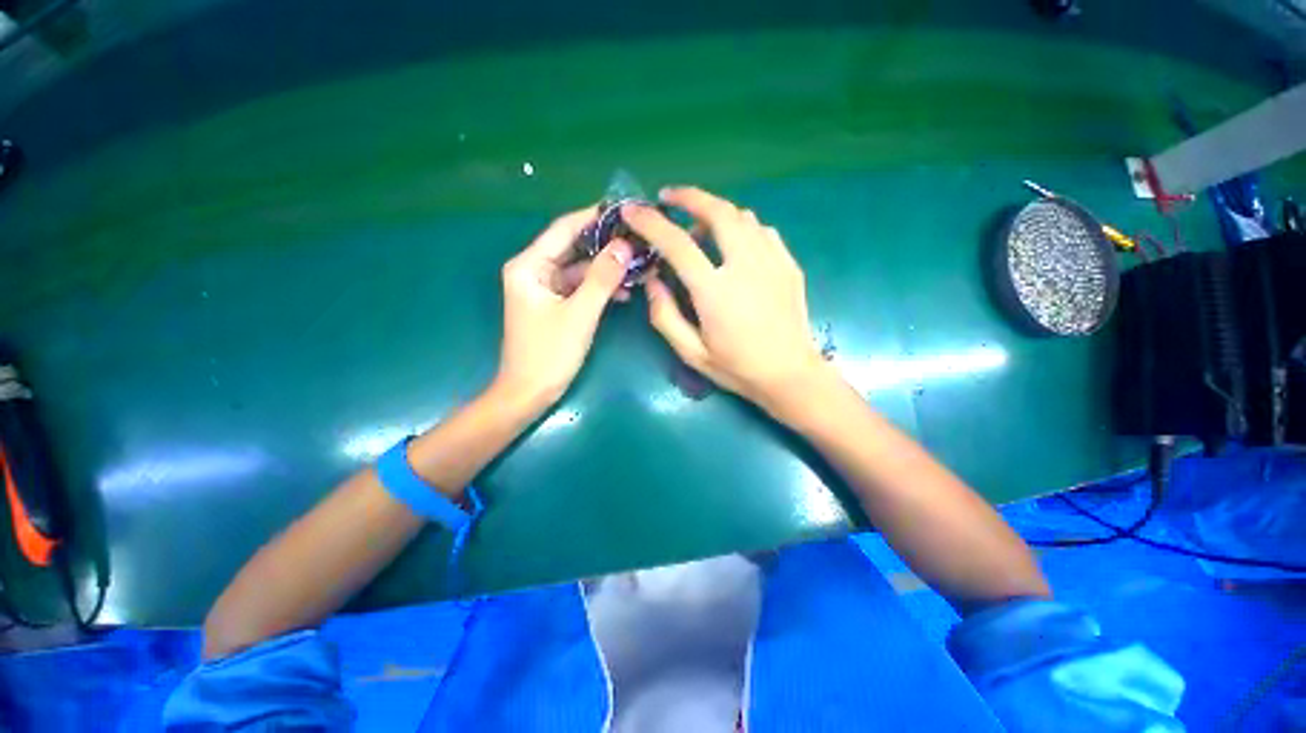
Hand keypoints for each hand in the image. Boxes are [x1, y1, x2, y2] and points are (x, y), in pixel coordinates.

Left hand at [496, 206, 632, 407]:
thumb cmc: (549, 353)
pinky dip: (599, 288)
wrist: (529, 393)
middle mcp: (534, 271)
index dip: (593, 217)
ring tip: (638, 266)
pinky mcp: (554, 305)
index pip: (563, 229)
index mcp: (529, 266)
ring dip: (606, 270)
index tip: (624, 210)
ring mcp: (544, 289)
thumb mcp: (580, 314)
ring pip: (580, 270)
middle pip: (573, 249)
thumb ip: (602, 278)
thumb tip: (625, 245)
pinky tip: (623, 291)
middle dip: (605, 246)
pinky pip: (579, 288)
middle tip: (639, 240)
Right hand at [622, 187, 828, 412]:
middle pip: (717, 211)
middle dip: (689, 197)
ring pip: (742, 216)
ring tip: (700, 229)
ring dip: (715, 213)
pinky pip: (761, 231)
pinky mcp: (788, 264)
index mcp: (715, 291)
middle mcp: (745, 266)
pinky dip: (741, 228)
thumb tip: (652, 279)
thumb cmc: (737, 367)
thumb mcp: (691, 352)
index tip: (632, 210)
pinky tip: (734, 245)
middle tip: (669, 198)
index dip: (650, 222)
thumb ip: (665, 315)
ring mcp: (772, 261)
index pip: (677, 243)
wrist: (790, 375)